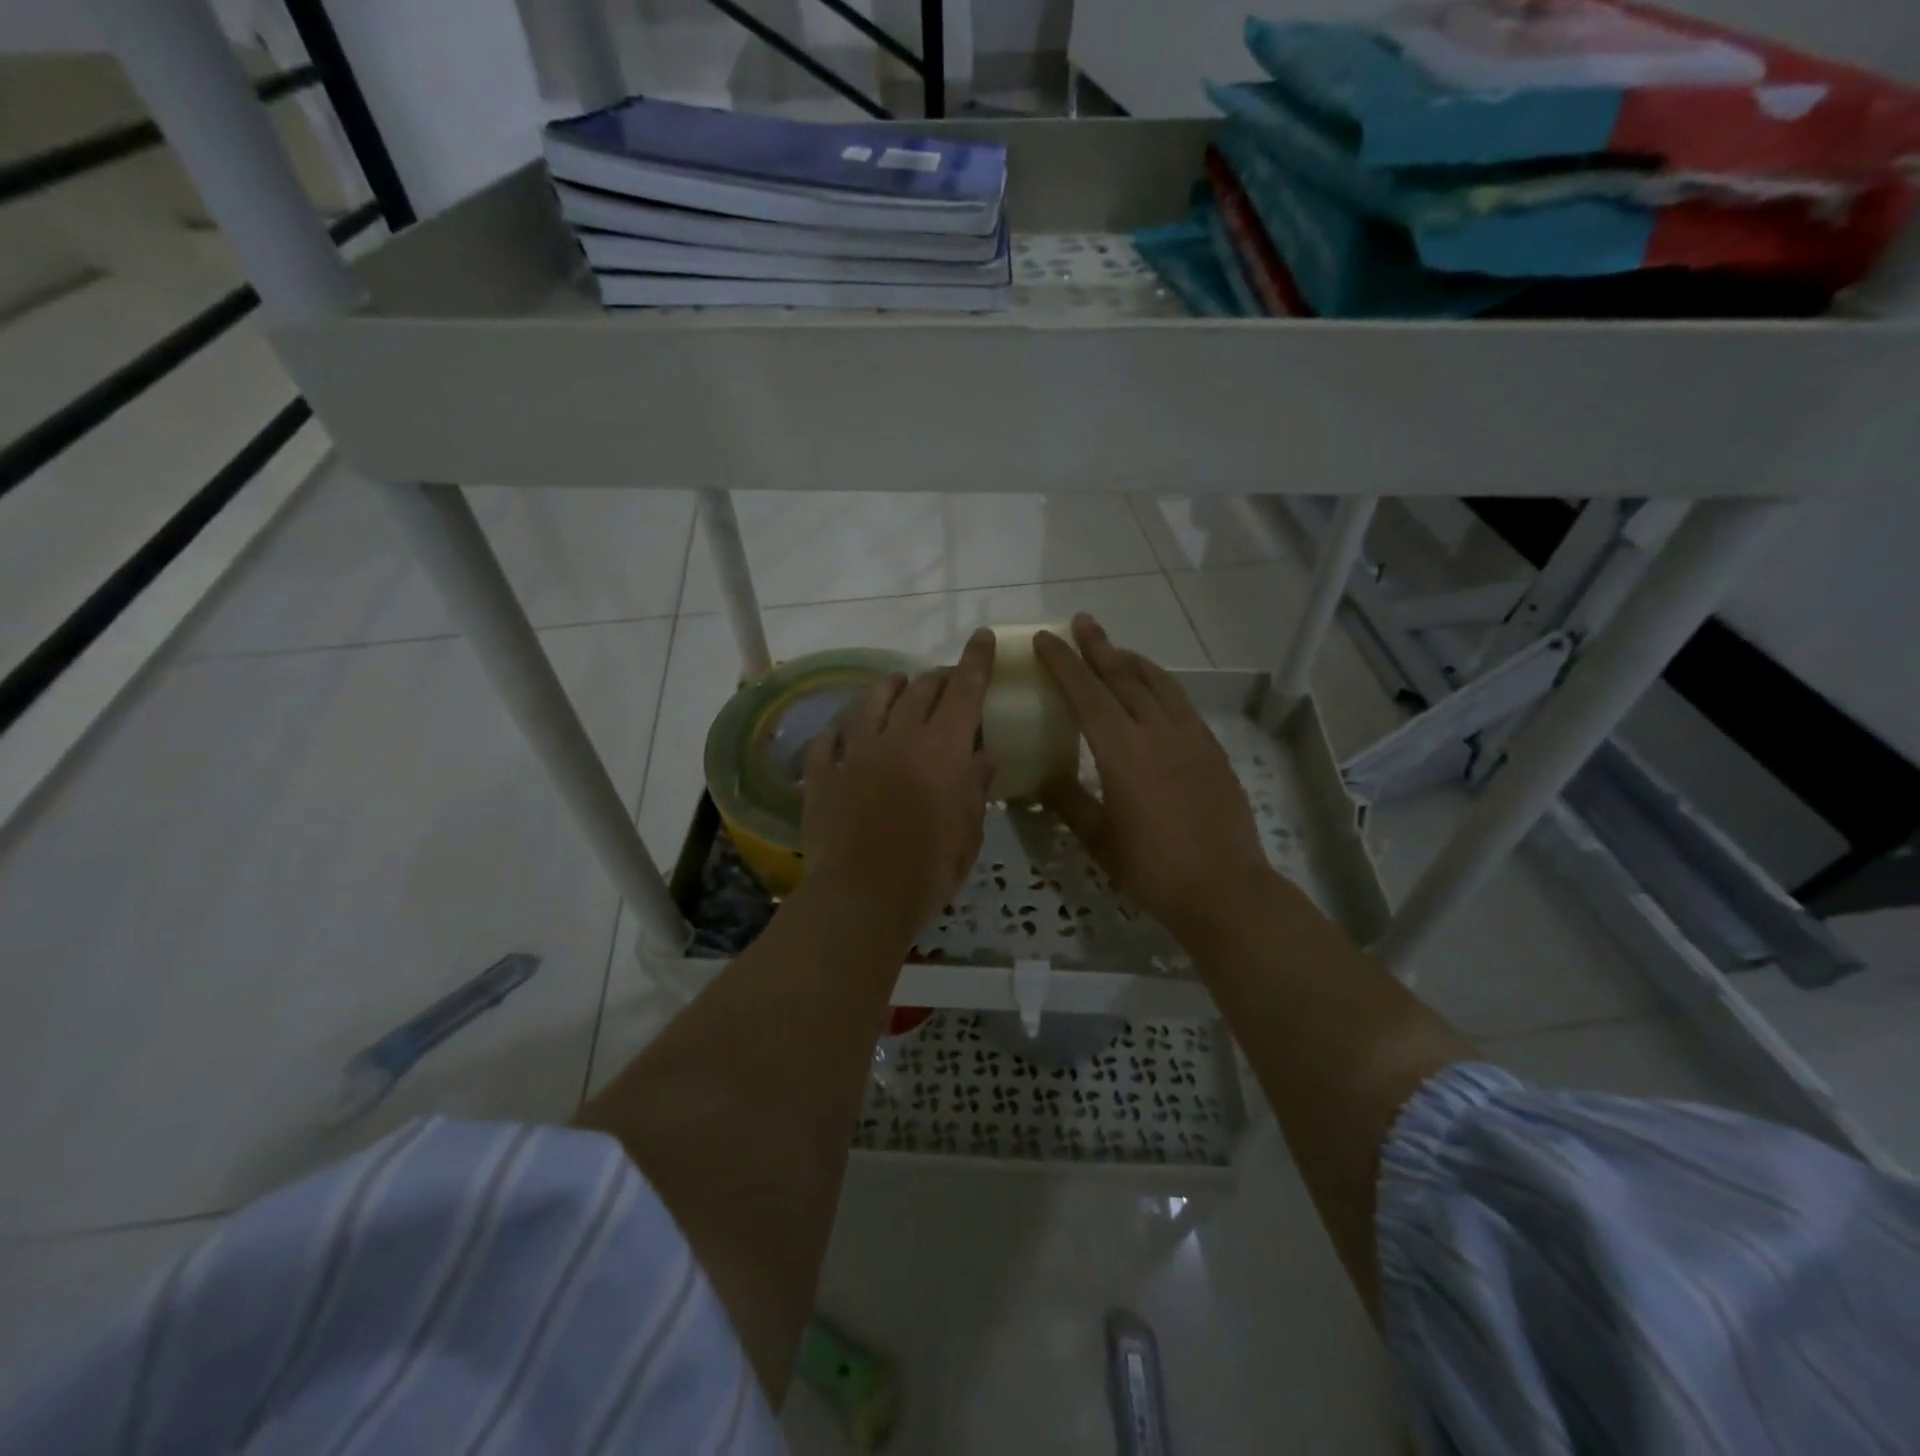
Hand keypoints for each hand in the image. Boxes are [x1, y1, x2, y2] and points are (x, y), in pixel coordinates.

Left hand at [800, 629, 996, 939]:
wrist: (862, 894)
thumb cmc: (929, 868)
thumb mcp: (968, 832)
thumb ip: (975, 788)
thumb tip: (984, 756)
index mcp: (942, 749)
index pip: (965, 690)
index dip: (976, 660)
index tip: (982, 635)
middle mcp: (899, 737)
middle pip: (920, 690)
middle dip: (938, 677)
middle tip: (947, 679)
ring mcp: (856, 752)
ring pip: (872, 702)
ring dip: (890, 688)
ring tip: (898, 683)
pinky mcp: (824, 773)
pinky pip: (828, 741)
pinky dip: (838, 732)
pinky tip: (839, 732)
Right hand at [1034, 615, 1276, 946]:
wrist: (1225, 889)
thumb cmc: (1153, 869)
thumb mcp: (1099, 840)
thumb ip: (1068, 802)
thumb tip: (1041, 779)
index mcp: (1123, 753)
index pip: (1087, 694)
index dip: (1064, 664)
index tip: (1046, 640)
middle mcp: (1158, 733)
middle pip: (1124, 677)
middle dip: (1099, 647)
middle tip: (1081, 622)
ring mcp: (1191, 738)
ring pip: (1159, 684)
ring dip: (1133, 661)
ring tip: (1115, 649)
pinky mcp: (1212, 749)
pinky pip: (1182, 704)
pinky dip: (1161, 686)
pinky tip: (1155, 691)